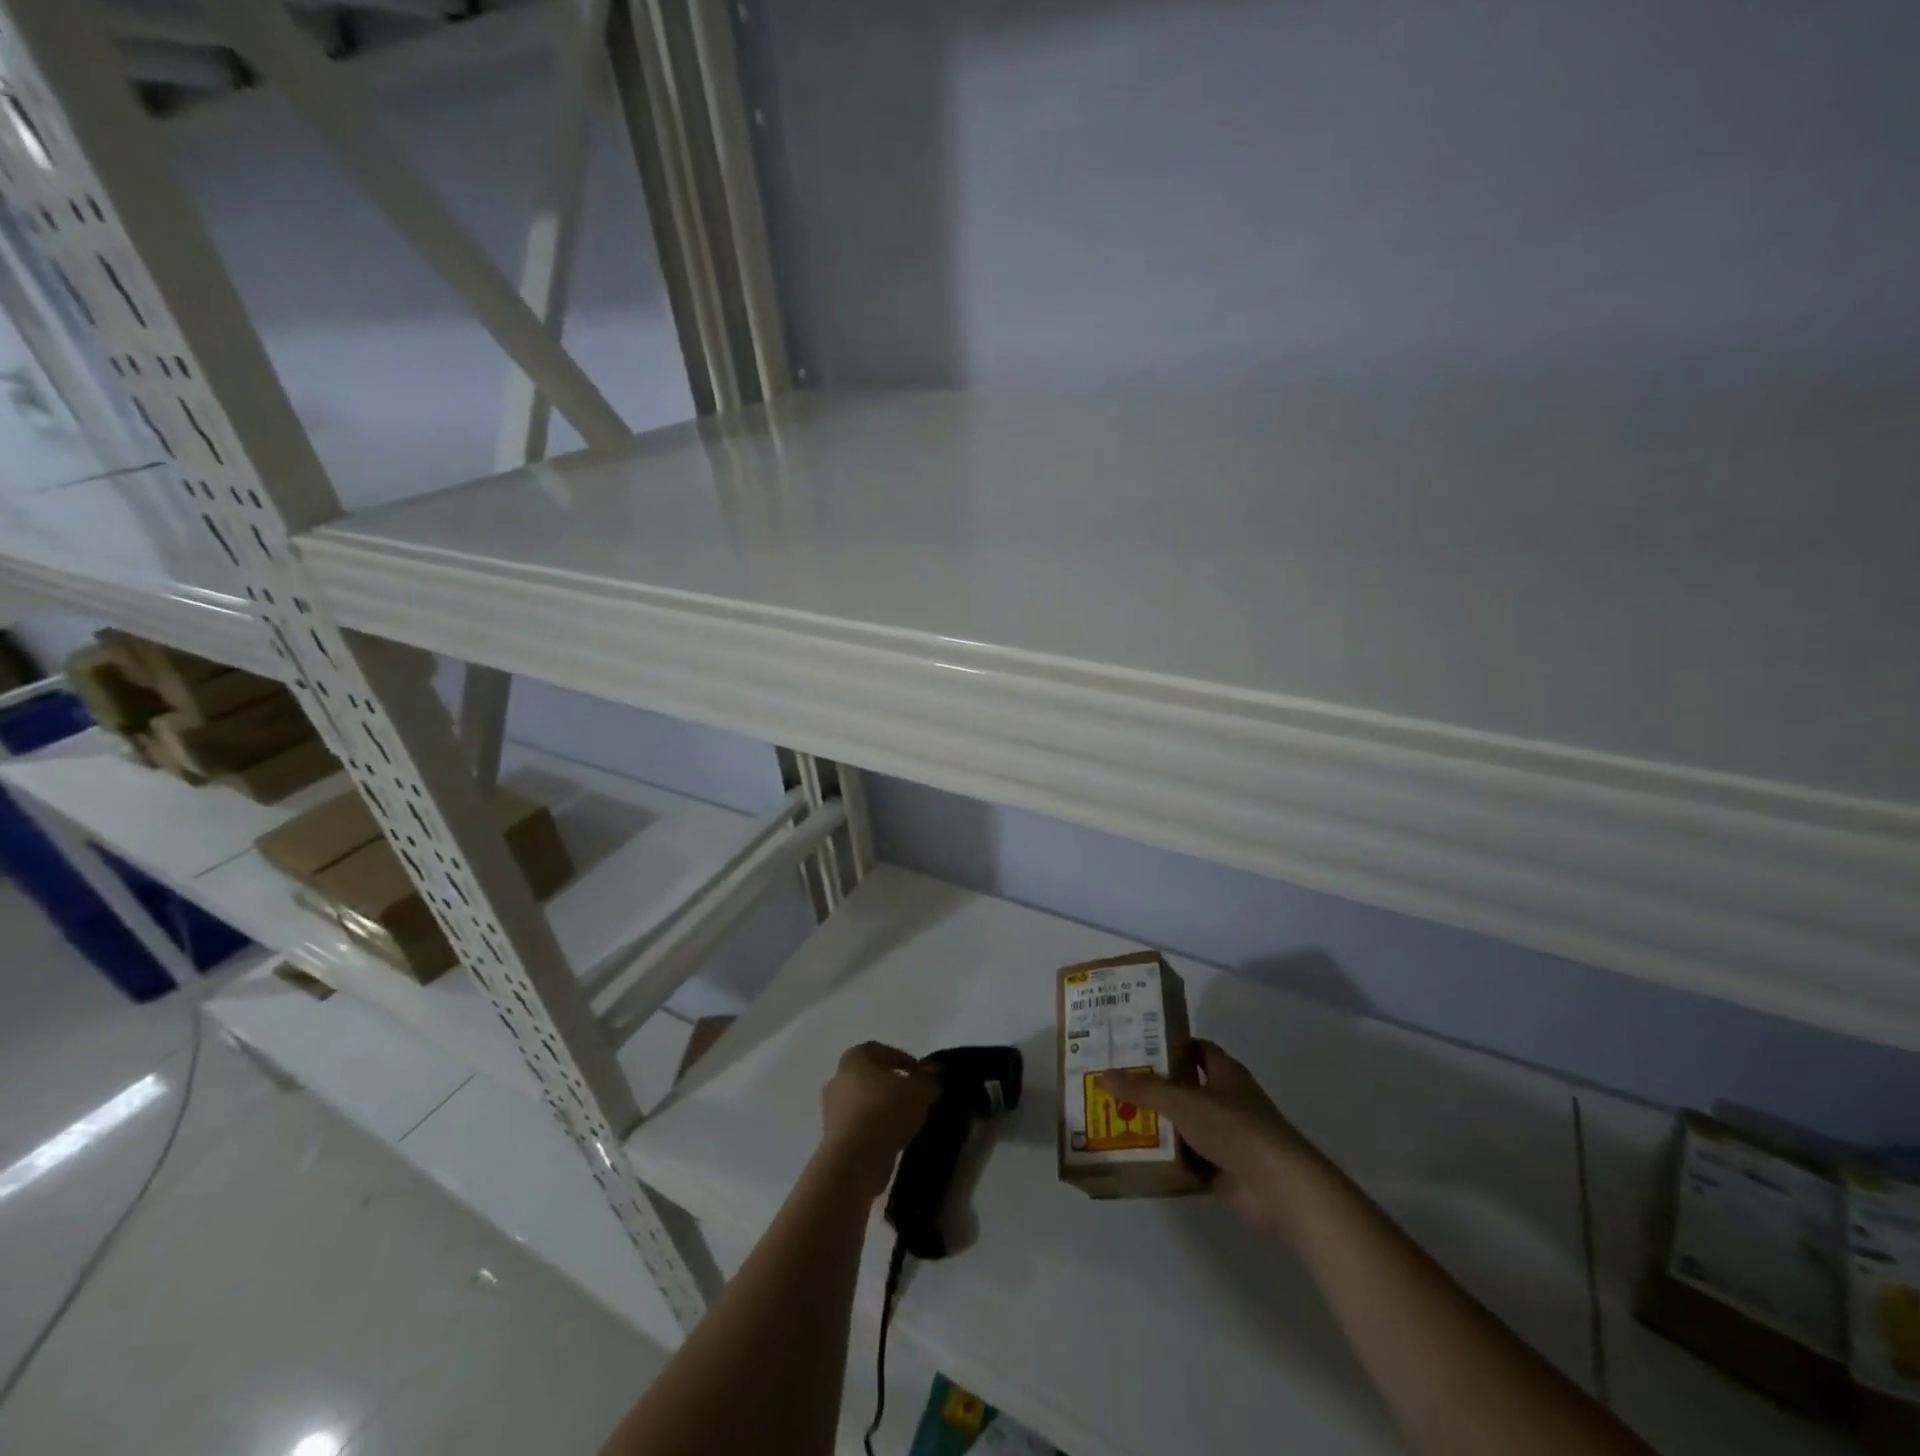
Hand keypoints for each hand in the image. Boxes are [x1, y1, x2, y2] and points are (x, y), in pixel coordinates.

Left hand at [819, 1042, 939, 1198]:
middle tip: (914, 1097)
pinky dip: (875, 1130)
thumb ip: (928, 1080)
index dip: (904, 1060)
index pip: (882, 1051)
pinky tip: (893, 1140)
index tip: (920, 1075)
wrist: (854, 1159)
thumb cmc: (886, 1110)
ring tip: (907, 1122)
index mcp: (855, 1057)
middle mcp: (838, 1078)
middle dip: (892, 1086)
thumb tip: (933, 1073)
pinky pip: (860, 1127)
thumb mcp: (919, 1090)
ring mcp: (832, 1109)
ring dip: (883, 1110)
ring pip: (864, 1104)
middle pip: (871, 1077)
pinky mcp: (833, 1138)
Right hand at [1102, 1040, 1328, 1238]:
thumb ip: (1143, 1090)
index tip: (1136, 1045)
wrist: (1280, 1187)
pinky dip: (1170, 1162)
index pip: (1196, 1049)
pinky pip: (1191, 1162)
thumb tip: (1103, 1075)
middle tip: (1118, 1083)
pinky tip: (1140, 1160)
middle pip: (1187, 1087)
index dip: (1170, 1045)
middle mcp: (1229, 1100)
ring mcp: (1229, 1138)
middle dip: (1156, 1087)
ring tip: (1119, 1119)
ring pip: (1187, 1126)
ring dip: (1161, 1126)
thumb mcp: (1182, 1101)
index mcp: (1226, 1073)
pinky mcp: (1227, 1172)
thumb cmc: (1234, 1128)